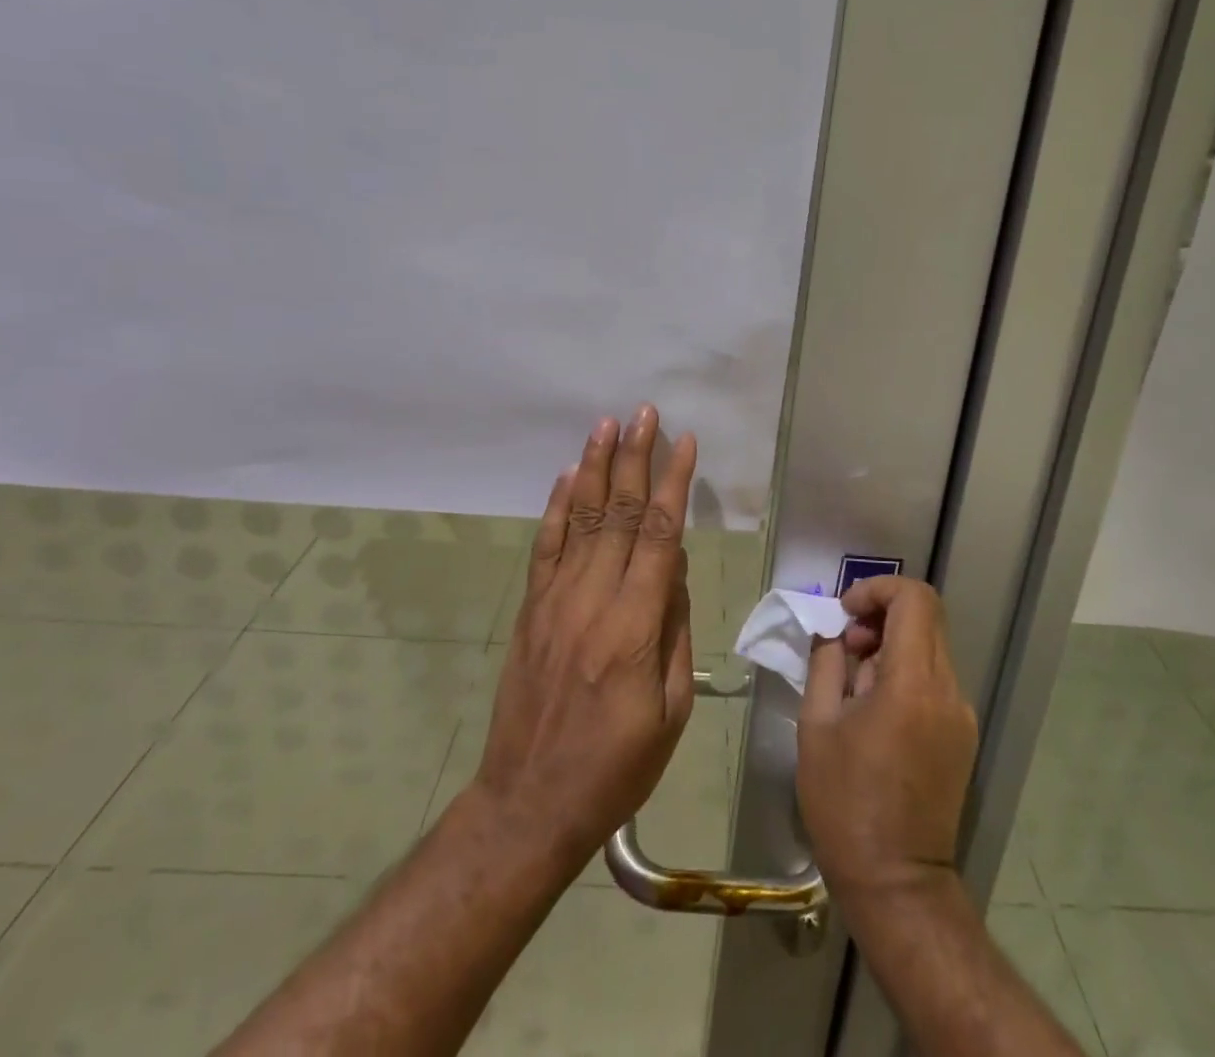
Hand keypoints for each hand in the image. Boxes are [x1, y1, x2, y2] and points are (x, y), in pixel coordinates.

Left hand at [472, 406, 697, 869]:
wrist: (530, 802)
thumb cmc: (617, 766)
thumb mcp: (672, 711)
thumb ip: (676, 630)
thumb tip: (676, 570)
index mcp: (635, 626)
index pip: (660, 536)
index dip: (674, 485)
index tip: (685, 444)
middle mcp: (593, 600)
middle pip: (619, 513)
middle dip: (635, 458)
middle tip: (645, 413)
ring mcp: (556, 601)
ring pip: (582, 519)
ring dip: (596, 467)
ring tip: (607, 425)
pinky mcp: (532, 610)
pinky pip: (547, 547)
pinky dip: (558, 507)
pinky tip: (569, 476)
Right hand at [797, 577, 977, 901]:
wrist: (897, 884)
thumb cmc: (845, 804)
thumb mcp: (817, 726)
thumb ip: (825, 663)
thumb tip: (832, 631)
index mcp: (912, 684)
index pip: (914, 599)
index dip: (877, 589)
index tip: (844, 614)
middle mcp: (947, 690)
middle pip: (926, 617)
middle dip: (881, 614)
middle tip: (846, 646)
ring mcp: (961, 714)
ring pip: (931, 645)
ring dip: (892, 643)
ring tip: (855, 682)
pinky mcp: (963, 735)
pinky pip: (935, 678)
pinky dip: (905, 671)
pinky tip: (877, 708)